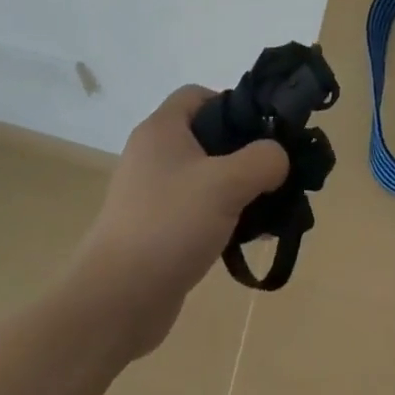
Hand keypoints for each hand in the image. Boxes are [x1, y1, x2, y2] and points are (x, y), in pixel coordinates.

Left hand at [70, 86, 288, 360]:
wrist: (116, 300)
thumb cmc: (169, 224)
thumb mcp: (226, 184)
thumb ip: (262, 160)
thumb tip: (278, 156)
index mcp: (162, 129)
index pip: (198, 94)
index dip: (232, 104)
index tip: (262, 131)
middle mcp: (153, 154)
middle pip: (206, 136)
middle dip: (243, 152)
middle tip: (274, 172)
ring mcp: (151, 193)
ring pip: (204, 176)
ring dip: (236, 189)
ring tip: (269, 209)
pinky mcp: (155, 228)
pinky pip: (196, 210)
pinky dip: (221, 217)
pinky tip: (246, 239)